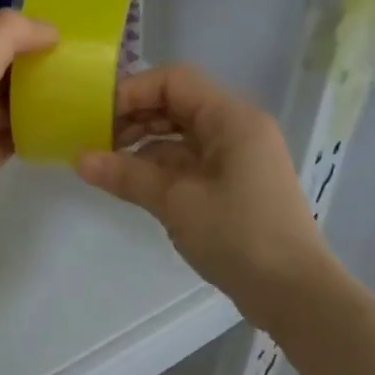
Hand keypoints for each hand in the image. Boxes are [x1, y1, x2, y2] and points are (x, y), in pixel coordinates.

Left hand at [0, 10, 56, 271]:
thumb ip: (10, 36)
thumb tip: (50, 28)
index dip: (23, 33)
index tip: (65, 38)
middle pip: (0, 67)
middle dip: (35, 64)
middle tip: (81, 63)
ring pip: (10, 101)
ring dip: (40, 96)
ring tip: (84, 88)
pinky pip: (15, 134)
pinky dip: (38, 128)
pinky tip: (68, 121)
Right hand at [75, 65, 338, 330]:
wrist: (295, 293)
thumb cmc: (238, 236)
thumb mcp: (177, 203)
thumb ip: (127, 175)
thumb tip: (79, 159)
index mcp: (232, 118)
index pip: (174, 81)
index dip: (132, 92)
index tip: (95, 115)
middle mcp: (238, 127)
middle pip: (178, 104)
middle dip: (135, 117)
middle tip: (95, 140)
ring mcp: (239, 156)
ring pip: (183, 134)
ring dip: (145, 144)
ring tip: (106, 163)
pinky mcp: (235, 183)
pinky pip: (192, 160)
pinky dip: (162, 166)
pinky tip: (133, 182)